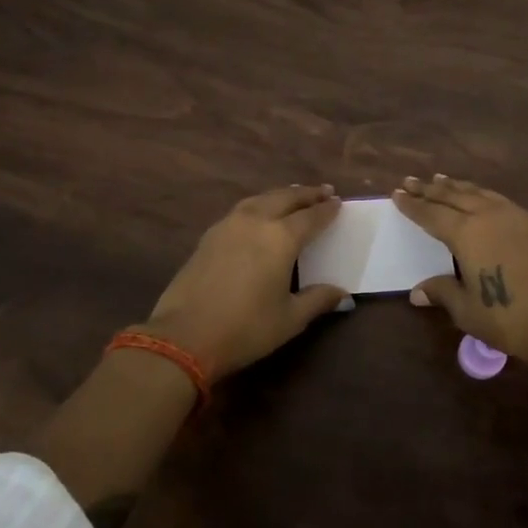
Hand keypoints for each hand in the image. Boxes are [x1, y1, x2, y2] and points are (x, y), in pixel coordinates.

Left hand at [140, 184, 351, 380]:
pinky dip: (259, 204)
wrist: (184, 336)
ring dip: (281, 195)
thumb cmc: (245, 328)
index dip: (326, 210)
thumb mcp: (290, 318)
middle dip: (306, 194)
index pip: (311, 217)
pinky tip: (259, 214)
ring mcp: (228, 225)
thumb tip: (342, 294)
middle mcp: (255, 221)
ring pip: (260, 199)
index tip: (338, 202)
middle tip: (323, 191)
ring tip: (293, 196)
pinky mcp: (209, 236)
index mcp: (280, 238)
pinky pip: (242, 209)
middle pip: (285, 198)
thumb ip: (318, 300)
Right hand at [393, 174, 527, 371]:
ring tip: (442, 179)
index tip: (397, 193)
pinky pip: (501, 200)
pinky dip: (483, 194)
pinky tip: (483, 199)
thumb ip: (443, 293)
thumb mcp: (469, 312)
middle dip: (430, 189)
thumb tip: (417, 291)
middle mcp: (489, 216)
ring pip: (480, 193)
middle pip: (453, 196)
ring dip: (457, 186)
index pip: (431, 214)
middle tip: (411, 180)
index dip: (413, 205)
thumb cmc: (513, 319)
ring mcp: (517, 217)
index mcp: (467, 233)